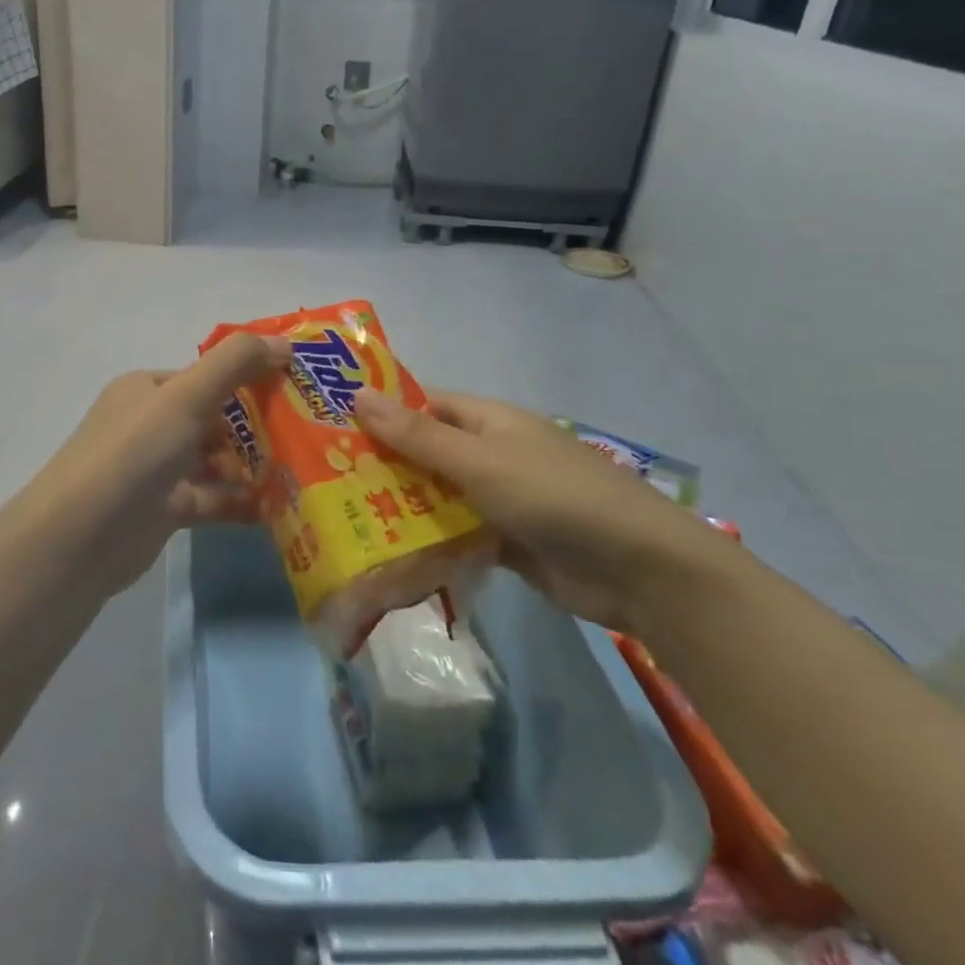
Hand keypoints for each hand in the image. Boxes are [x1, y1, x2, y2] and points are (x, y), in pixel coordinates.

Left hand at [24, 333, 289, 592]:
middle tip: (310, 434)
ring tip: (302, 472)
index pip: (208, 375)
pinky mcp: (166, 508)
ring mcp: (158, 468)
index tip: (300, 388)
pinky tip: (279, 507)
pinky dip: (241, 501)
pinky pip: (213, 498)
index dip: (251, 377)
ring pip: (217, 459)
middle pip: (216, 417)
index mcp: (149, 388)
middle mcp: (151, 423)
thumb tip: (285, 342)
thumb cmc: (133, 454)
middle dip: (259, 425)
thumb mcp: (185, 398)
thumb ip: (234, 365)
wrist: (79, 539)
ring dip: (253, 465)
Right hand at [351, 388, 725, 632]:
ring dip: (401, 506)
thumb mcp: (480, 461)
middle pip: (426, 451)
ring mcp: (499, 498)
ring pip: (438, 495)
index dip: (381, 410)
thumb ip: (418, 434)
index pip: (423, 405)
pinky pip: (456, 533)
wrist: (639, 570)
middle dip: (382, 464)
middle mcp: (490, 453)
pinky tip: (387, 554)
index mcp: (488, 421)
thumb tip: (358, 394)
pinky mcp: (506, 541)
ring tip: (343, 518)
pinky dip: (428, 541)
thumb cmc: (554, 496)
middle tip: (324, 480)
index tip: (331, 426)